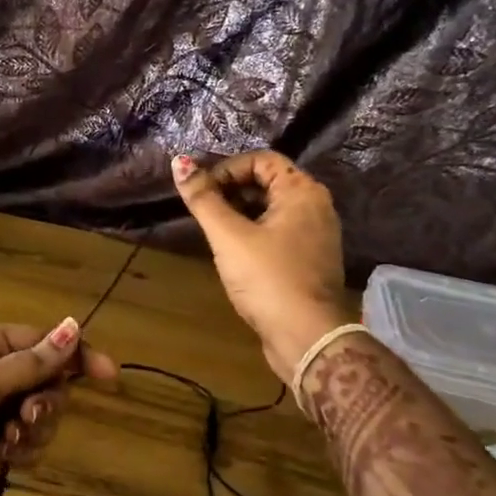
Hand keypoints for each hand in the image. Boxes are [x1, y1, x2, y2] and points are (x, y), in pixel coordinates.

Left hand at [0, 319, 118, 495]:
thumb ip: (29, 363)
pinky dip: (24, 450)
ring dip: (36, 428)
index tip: (109, 377)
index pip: (45, 343)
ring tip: (9, 440)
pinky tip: (6, 456)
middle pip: (48, 381)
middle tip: (27, 416)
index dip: (78, 356)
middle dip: (48, 400)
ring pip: (39, 414)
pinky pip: (24, 442)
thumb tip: (74, 327)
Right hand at [172, 151, 347, 380]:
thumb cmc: (267, 279)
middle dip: (231, 191)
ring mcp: (317, 234)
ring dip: (240, 213)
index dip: (227, 169)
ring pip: (272, 209)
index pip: (261, 159)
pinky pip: (279, 232)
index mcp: (302, 191)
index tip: (202, 193)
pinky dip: (255, 233)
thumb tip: (179, 161)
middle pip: (268, 181)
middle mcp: (316, 206)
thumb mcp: (228, 236)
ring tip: (215, 233)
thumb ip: (203, 199)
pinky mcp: (310, 259)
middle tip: (204, 212)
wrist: (307, 337)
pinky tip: (235, 254)